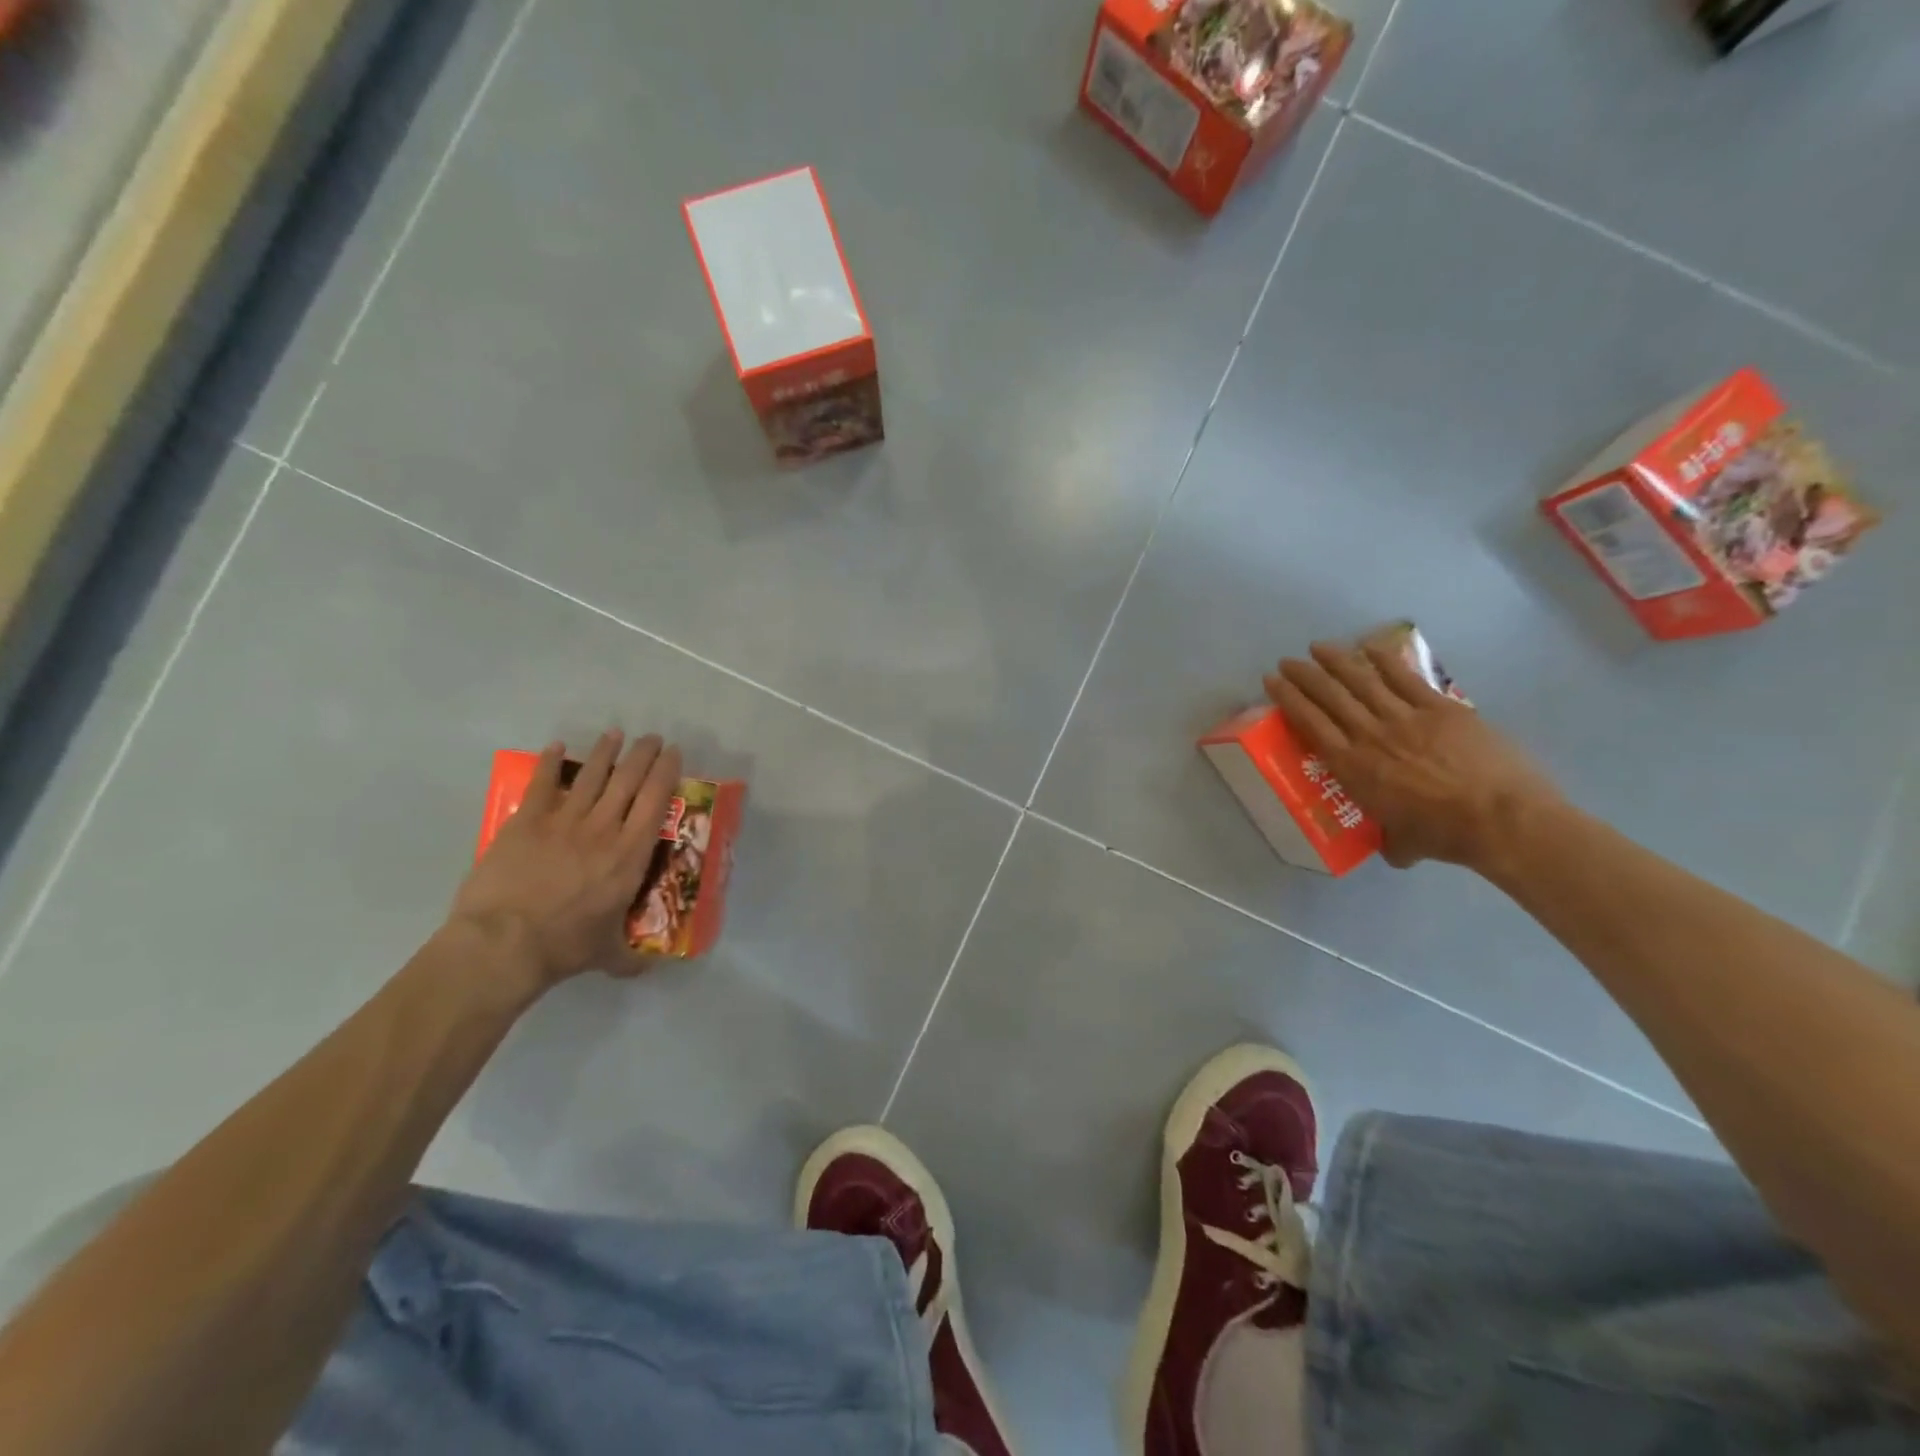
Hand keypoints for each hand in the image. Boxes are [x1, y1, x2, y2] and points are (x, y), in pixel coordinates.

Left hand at [450, 730, 682, 991]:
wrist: (503, 943)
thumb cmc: (564, 946)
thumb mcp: (608, 955)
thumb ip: (630, 957)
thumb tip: (649, 969)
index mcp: (629, 855)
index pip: (655, 802)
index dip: (666, 772)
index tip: (673, 753)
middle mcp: (603, 829)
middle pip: (628, 780)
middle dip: (643, 754)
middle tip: (652, 738)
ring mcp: (563, 822)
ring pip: (591, 777)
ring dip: (605, 752)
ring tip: (615, 734)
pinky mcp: (525, 823)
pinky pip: (542, 785)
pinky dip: (551, 764)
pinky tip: (557, 747)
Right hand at [1264, 642, 1562, 871]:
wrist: (1501, 818)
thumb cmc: (1445, 835)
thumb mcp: (1402, 843)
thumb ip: (1390, 840)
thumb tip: (1391, 848)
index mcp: (1352, 767)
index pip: (1310, 723)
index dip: (1288, 698)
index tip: (1272, 681)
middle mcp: (1370, 735)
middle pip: (1329, 695)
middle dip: (1304, 675)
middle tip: (1288, 661)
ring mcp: (1405, 717)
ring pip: (1362, 681)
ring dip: (1337, 661)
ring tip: (1318, 647)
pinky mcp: (1440, 709)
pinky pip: (1405, 678)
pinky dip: (1384, 661)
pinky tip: (1369, 648)